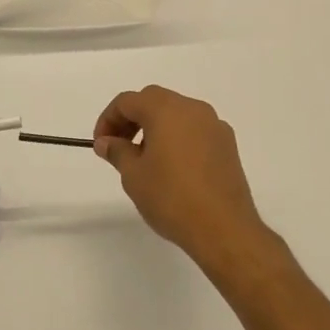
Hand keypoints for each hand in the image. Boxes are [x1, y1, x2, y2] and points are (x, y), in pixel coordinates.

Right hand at [92, 86, 271, 268]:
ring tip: (145, 159)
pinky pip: (195, 130)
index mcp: (166, 110)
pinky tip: (173, 167)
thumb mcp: (133, 175)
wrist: (224, 228)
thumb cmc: (171, 198)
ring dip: (155, 127)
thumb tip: (106, 142)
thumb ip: (117, 151)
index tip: (102, 145)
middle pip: (154, 101)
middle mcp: (193, 109)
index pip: (128, 101)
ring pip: (177, 114)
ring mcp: (214, 125)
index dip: (108, 119)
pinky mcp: (228, 145)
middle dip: (132, 119)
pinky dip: (178, 138)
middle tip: (119, 146)